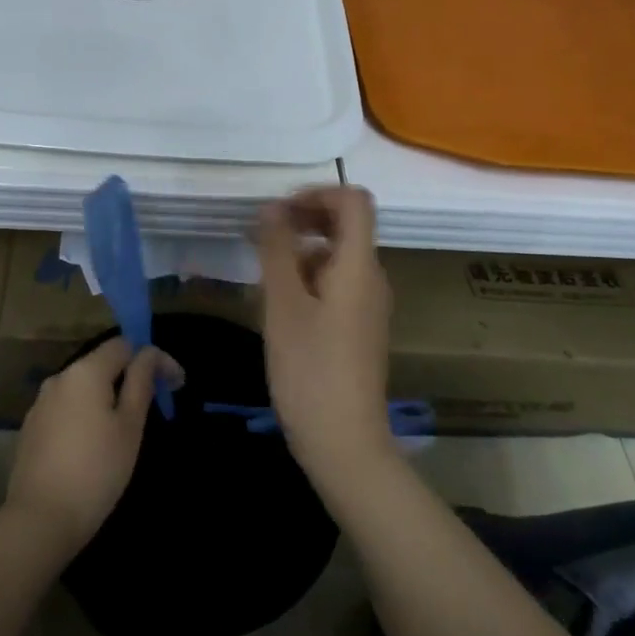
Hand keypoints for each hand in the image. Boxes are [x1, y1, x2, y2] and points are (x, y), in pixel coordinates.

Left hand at [6, 337, 172, 555]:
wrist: (40, 518)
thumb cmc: (97, 470)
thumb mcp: (130, 426)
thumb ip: (141, 382)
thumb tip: (150, 354)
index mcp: (85, 371)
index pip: (124, 345)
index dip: (152, 358)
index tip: (175, 385)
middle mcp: (59, 378)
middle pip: (101, 364)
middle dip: (130, 378)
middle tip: (155, 408)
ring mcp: (40, 403)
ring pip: (83, 388)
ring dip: (107, 398)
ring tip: (126, 430)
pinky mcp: (31, 428)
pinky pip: (66, 409)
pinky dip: (86, 415)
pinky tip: (94, 444)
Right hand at [258, 186, 395, 487]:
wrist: (344, 442)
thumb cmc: (310, 370)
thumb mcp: (283, 305)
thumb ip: (277, 250)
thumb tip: (272, 207)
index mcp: (359, 266)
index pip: (354, 201)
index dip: (316, 194)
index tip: (278, 212)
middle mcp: (372, 278)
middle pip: (346, 226)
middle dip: (304, 220)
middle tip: (262, 237)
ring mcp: (368, 305)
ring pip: (337, 256)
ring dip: (301, 251)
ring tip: (264, 276)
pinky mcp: (359, 327)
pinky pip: (336, 284)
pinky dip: (308, 279)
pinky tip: (280, 305)